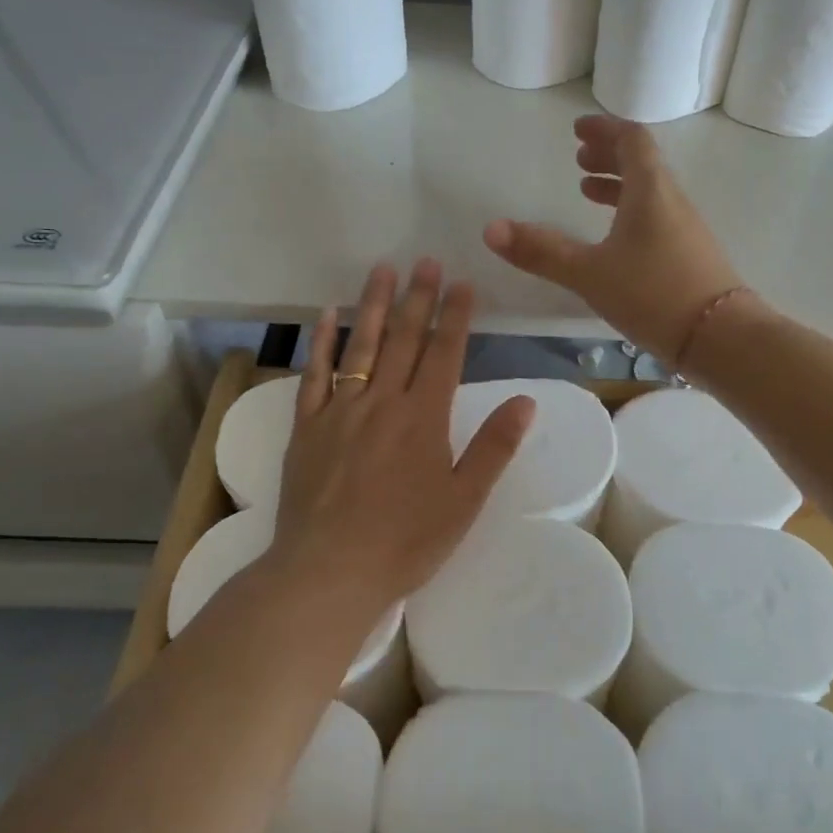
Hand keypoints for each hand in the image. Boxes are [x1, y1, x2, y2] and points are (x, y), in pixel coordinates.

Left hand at [270, 259, 534, 609]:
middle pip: (404, 339)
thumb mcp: (464, 500)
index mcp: (424, 418)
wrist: (329, 571)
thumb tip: (526, 401)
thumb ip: (494, 447)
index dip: (455, 316)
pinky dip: (322, 342)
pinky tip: (327, 315)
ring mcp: (339, 411)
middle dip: (418, 298)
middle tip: (426, 261)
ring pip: (361, 346)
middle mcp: (382, 402)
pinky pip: (315, 374)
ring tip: (383, 269)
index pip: (444, 354)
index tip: (462, 283)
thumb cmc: (406, 540)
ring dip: (374, 305)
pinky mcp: (307, 427)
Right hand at [483, 114, 742, 362]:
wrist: (721, 337)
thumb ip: (542, 252)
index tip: (578, 130)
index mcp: (650, 191)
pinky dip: (631, 213)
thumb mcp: (590, 273)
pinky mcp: (691, 255)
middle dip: (609, 155)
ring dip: (619, 185)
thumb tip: (490, 229)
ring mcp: (686, 229)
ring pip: (650, 192)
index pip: (632, 140)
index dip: (604, 130)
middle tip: (579, 157)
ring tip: (587, 192)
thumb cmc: (654, 294)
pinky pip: (657, 217)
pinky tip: (616, 240)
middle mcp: (672, 201)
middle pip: (643, 163)